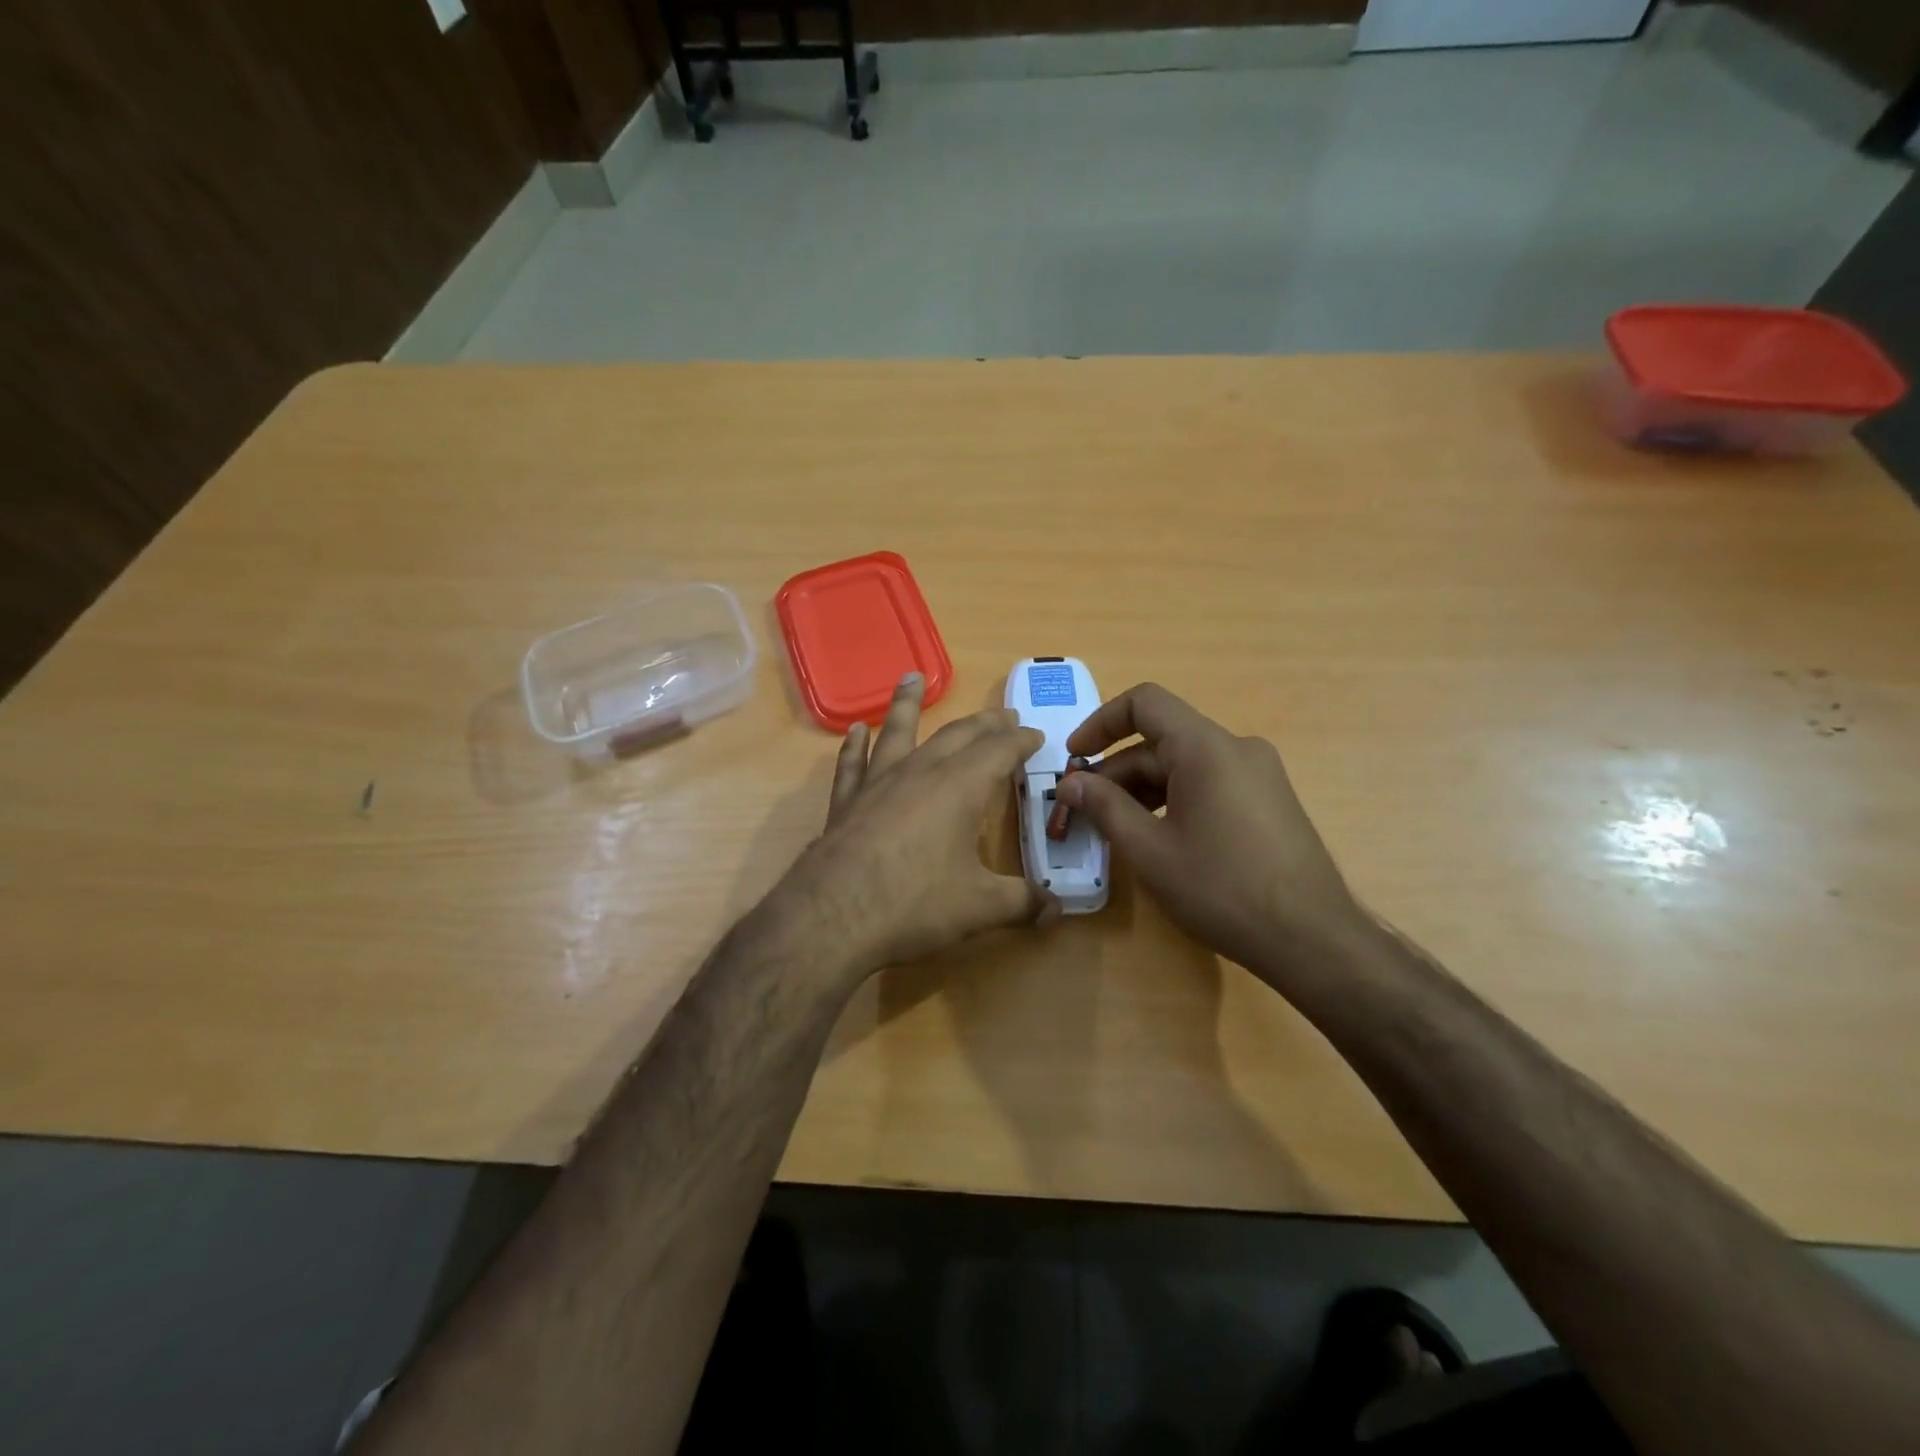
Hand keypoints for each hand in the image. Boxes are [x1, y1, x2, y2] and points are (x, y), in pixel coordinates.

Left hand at [786, 674, 1057, 977]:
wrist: (833, 917)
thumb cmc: (915, 903)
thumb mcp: (980, 907)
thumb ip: (1023, 903)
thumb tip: (1057, 910)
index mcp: (960, 786)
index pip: (999, 750)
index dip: (1021, 741)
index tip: (1036, 735)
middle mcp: (920, 772)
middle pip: (957, 734)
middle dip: (984, 723)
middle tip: (1003, 715)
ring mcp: (878, 783)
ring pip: (898, 731)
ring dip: (907, 704)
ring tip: (912, 678)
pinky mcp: (846, 801)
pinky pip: (853, 763)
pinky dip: (855, 745)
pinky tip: (855, 731)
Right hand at [1055, 682, 1369, 985]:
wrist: (1312, 939)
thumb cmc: (1222, 889)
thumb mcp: (1150, 850)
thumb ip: (1105, 807)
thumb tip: (1070, 782)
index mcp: (1206, 748)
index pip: (1145, 703)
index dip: (1101, 723)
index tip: (1074, 759)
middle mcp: (1236, 748)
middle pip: (1162, 741)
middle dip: (1116, 771)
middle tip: (1083, 812)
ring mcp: (1258, 775)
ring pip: (1184, 765)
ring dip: (1142, 789)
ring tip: (1114, 830)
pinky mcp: (1268, 801)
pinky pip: (1208, 784)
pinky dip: (1173, 800)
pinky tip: (1157, 839)